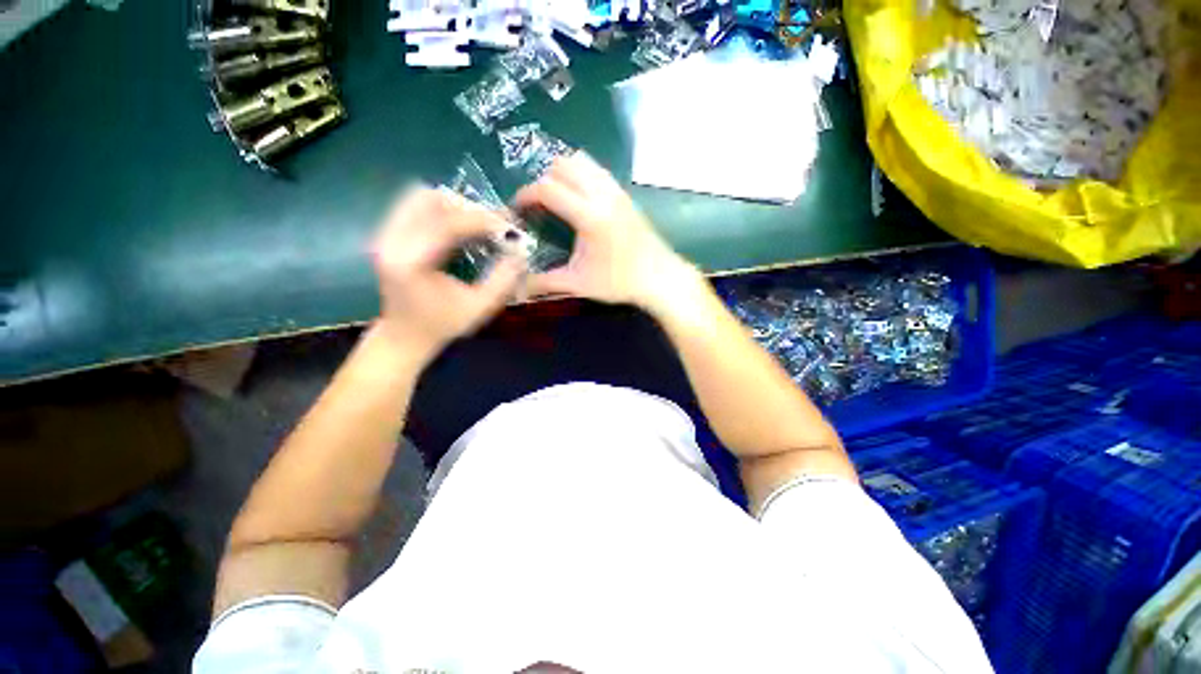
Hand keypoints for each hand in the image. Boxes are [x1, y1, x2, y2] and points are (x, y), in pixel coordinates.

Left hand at [371, 187, 526, 357]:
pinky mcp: (387, 234)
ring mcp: (385, 235)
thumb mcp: (479, 308)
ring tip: (477, 222)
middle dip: (466, 206)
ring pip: (418, 197)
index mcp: (412, 262)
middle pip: (427, 199)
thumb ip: (502, 280)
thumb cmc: (442, 325)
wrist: (403, 336)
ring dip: (452, 204)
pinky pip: (413, 206)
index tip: (508, 224)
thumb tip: (520, 253)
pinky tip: (459, 226)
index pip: (447, 224)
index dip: (481, 220)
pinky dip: (440, 209)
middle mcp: (391, 241)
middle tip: (492, 222)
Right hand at [514, 153, 699, 313]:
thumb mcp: (578, 283)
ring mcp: (616, 191)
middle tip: (538, 205)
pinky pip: (597, 170)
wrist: (659, 277)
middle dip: (542, 180)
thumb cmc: (619, 282)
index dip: (525, 195)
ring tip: (557, 199)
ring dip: (563, 173)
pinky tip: (579, 199)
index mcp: (589, 215)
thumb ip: (545, 282)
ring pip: (581, 161)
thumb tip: (517, 287)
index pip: (547, 188)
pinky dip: (581, 175)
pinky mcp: (624, 194)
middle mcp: (602, 194)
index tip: (518, 209)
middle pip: (562, 164)